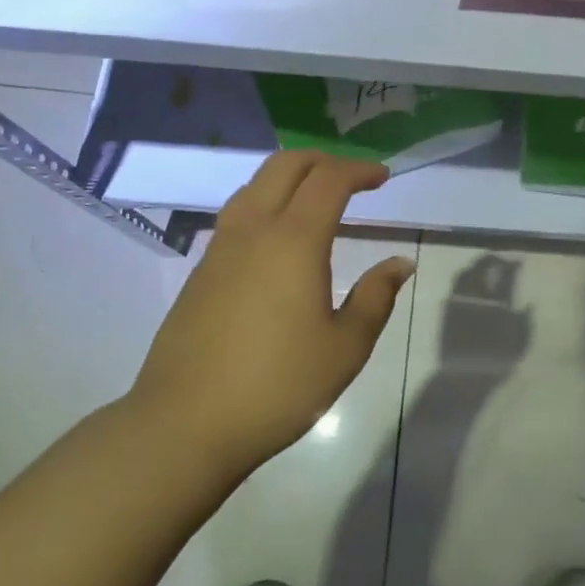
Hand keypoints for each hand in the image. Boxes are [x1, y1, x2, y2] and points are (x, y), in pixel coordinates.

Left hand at [128, 151, 414, 484]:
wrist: (184, 424)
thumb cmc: (277, 386)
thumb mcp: (345, 348)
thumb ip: (376, 297)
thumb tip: (400, 263)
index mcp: (293, 241)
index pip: (329, 180)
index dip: (359, 170)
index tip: (382, 177)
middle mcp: (253, 230)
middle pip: (285, 166)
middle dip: (323, 160)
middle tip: (352, 178)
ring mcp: (220, 248)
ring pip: (255, 185)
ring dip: (290, 177)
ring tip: (316, 198)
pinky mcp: (200, 271)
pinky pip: (237, 213)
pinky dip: (267, 202)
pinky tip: (279, 237)